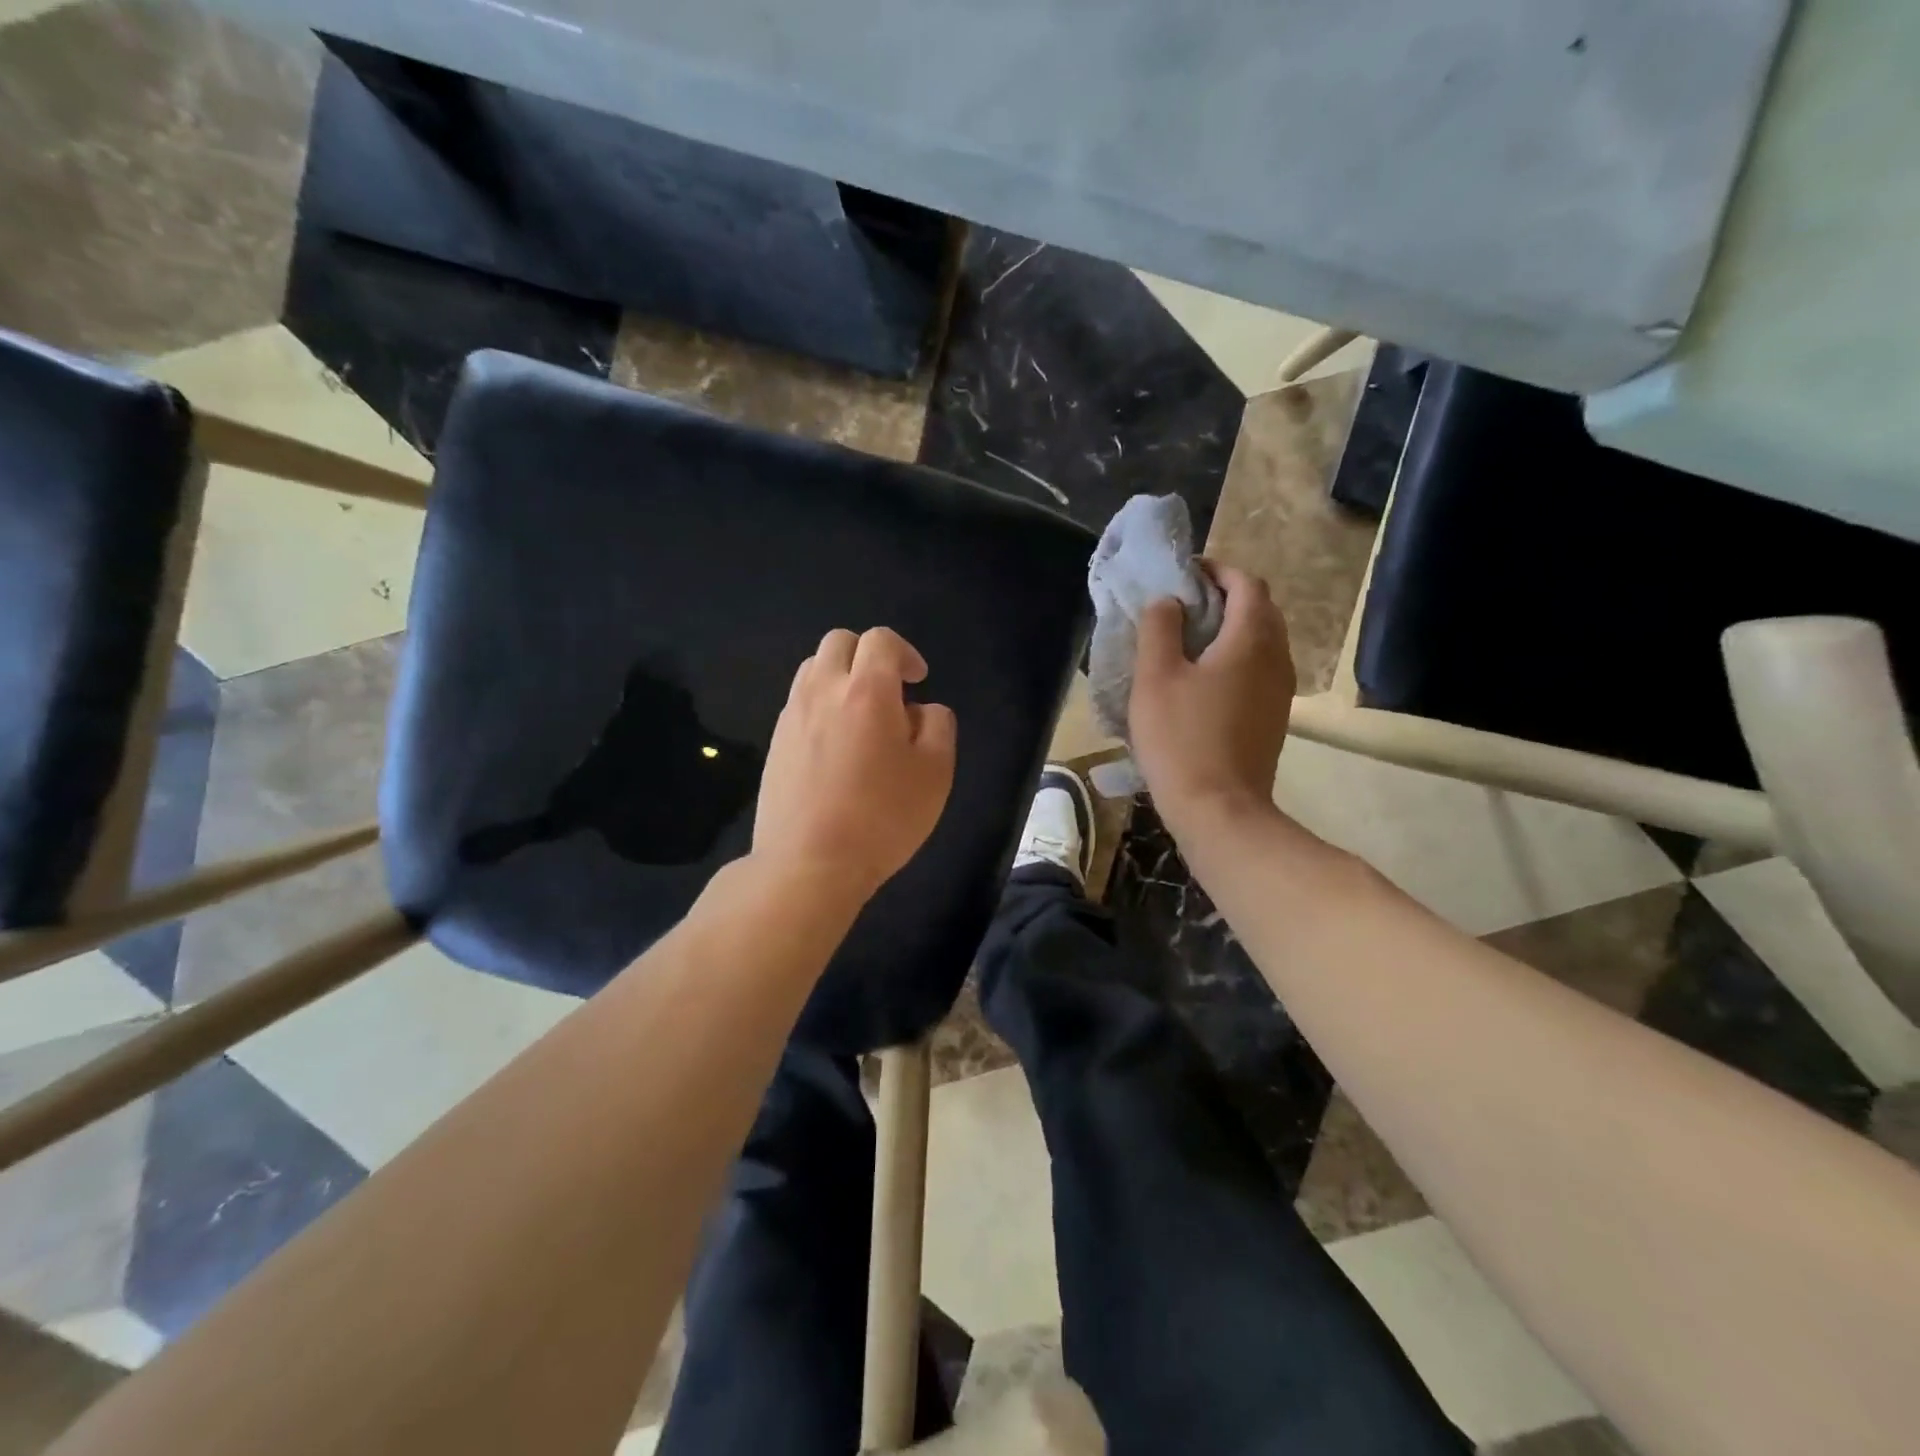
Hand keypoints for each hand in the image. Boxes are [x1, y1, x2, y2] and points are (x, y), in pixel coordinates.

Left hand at [754, 627, 956, 903]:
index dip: (904, 652)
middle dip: (867, 654)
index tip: (917, 680)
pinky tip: (835, 746)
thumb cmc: (882, 816)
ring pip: (813, 669)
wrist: (809, 863)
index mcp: (866, 690)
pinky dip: (820, 705)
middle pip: (839, 642)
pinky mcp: (774, 742)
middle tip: (889, 691)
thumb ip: (937, 725)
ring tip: (860, 716)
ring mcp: (791, 715)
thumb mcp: (936, 771)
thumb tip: (919, 710)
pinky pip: (798, 703)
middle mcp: (822, 690)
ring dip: (840, 677)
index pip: (880, 639)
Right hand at [1129, 564, 1294, 829]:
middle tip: (1183, 606)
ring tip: (1190, 641)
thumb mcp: (1155, 677)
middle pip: (1260, 610)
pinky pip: (1260, 669)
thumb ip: (1159, 628)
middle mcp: (1277, 657)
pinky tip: (1204, 679)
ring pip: (1262, 641)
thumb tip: (1168, 601)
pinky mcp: (1274, 717)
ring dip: (1232, 629)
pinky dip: (1237, 657)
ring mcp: (1280, 690)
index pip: (1246, 583)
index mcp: (1251, 639)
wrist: (1219, 809)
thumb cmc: (1181, 738)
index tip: (1184, 575)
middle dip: (1225, 598)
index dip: (1217, 571)